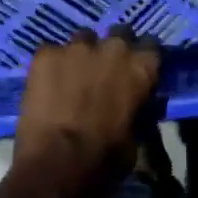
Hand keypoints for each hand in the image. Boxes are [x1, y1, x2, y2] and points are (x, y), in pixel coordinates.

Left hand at [12, 27, 160, 196]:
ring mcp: (76, 48)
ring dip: (82, 54)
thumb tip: (134, 106)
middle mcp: (113, 48)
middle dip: (113, 48)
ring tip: (72, 76)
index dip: (143, 57)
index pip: (152, 45)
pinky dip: (51, 65)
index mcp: (141, 68)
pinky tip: (46, 84)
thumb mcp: (136, 138)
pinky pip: (51, 52)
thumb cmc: (104, 159)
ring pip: (83, 38)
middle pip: (119, 33)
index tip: (137, 69)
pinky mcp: (45, 54)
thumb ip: (137, 110)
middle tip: (105, 71)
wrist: (56, 163)